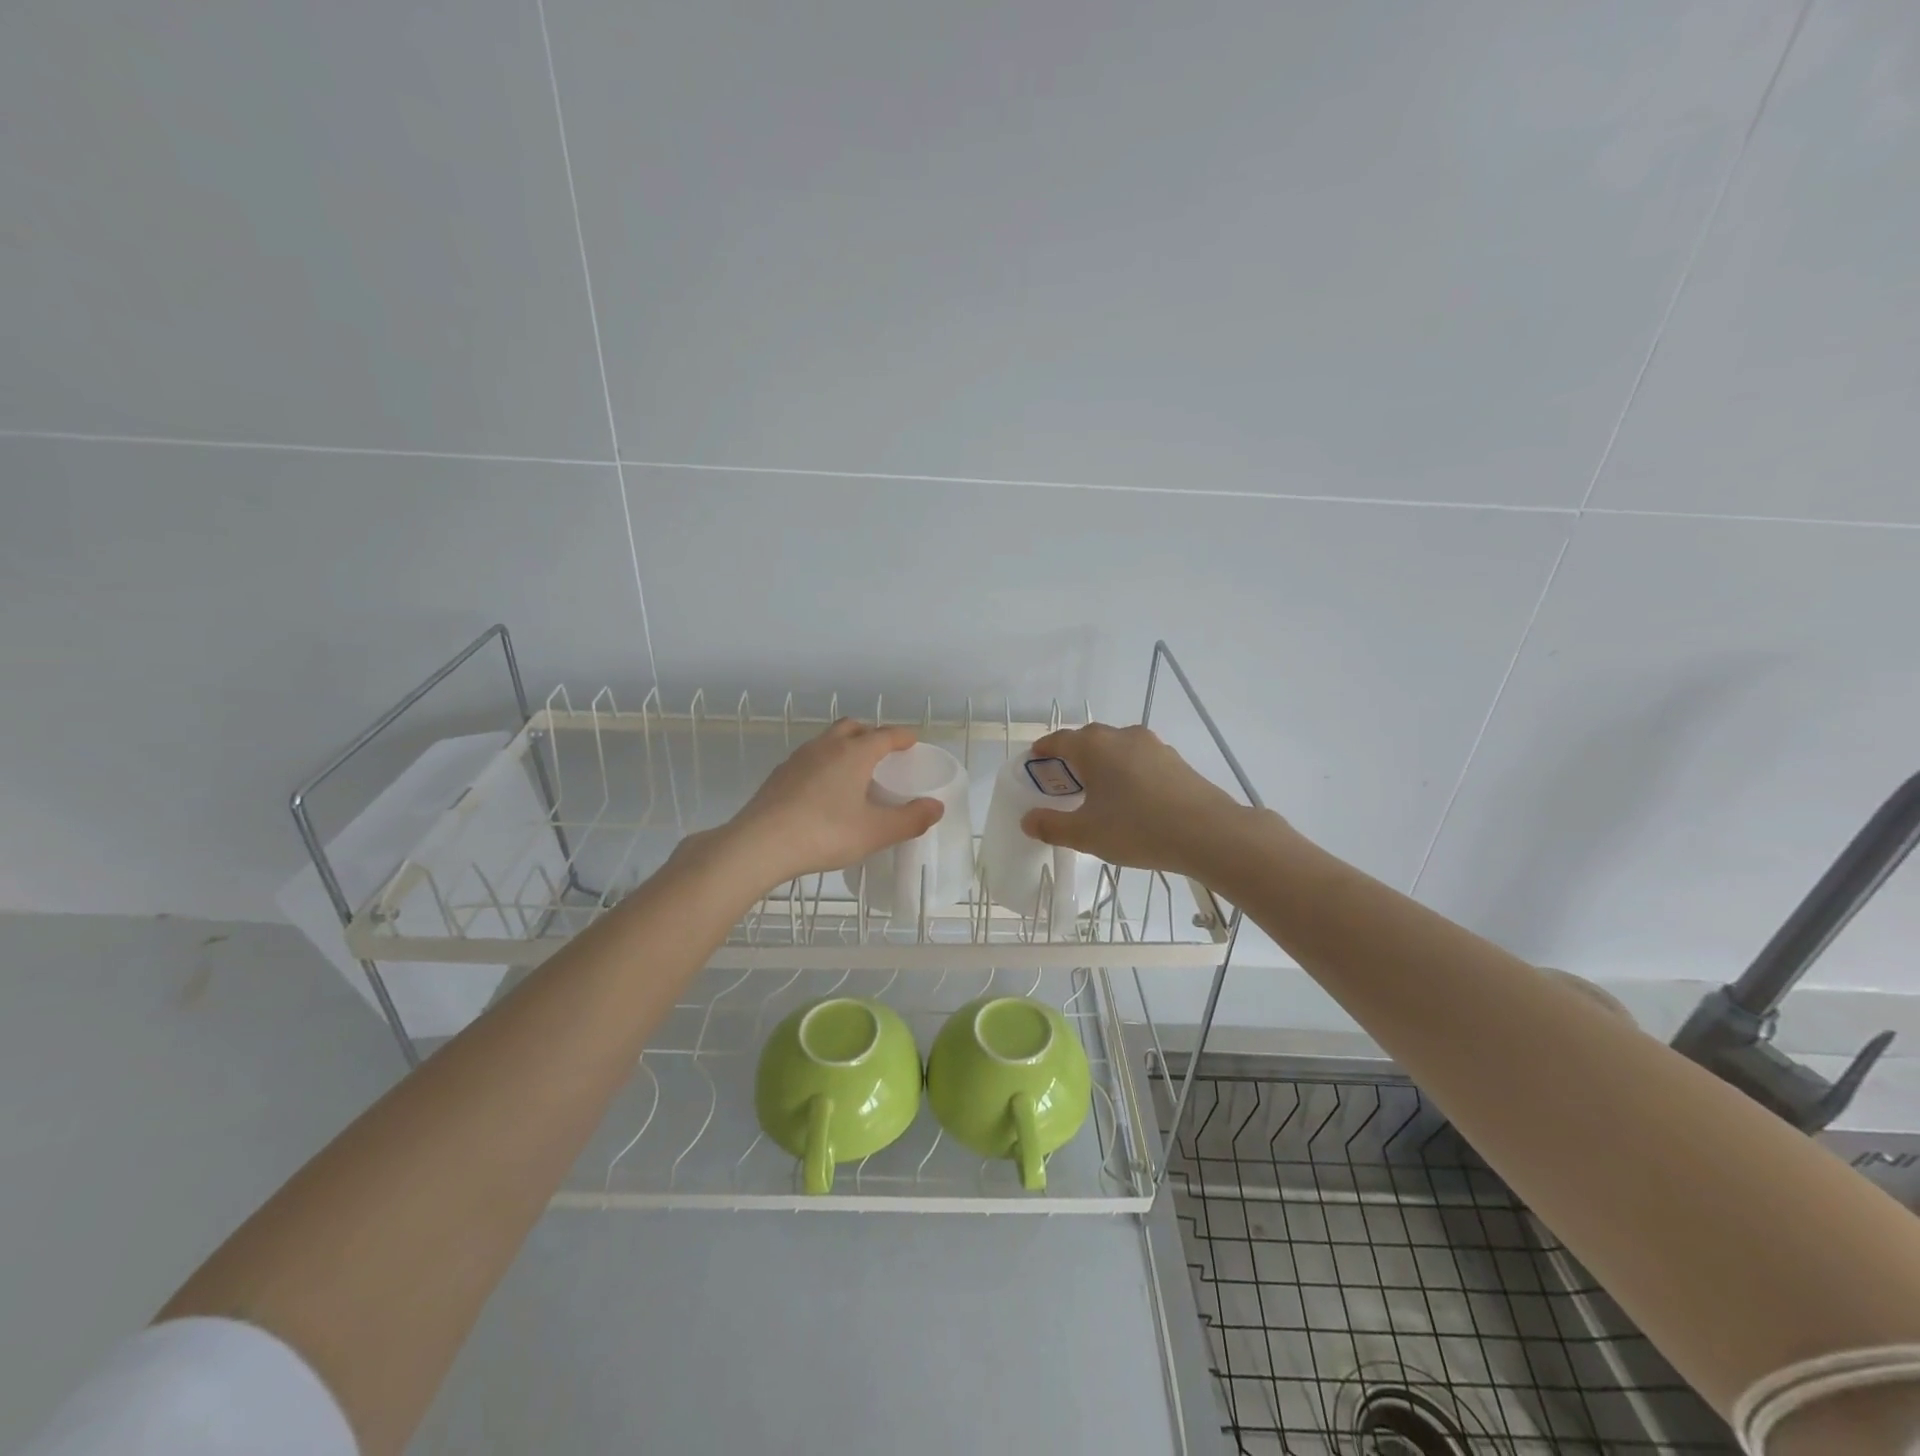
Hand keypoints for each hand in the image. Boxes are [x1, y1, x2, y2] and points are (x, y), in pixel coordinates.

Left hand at [717, 720, 942, 891]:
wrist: (760, 844)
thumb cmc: (825, 833)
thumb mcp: (875, 832)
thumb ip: (909, 819)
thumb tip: (936, 807)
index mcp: (854, 753)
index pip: (885, 735)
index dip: (902, 737)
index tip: (913, 741)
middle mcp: (827, 746)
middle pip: (853, 727)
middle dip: (871, 734)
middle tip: (884, 753)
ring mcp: (798, 758)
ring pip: (828, 740)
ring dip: (845, 747)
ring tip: (855, 771)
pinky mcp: (779, 775)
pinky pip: (810, 758)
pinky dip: (825, 764)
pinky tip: (824, 790)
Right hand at [1020, 723, 1256, 880]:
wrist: (1208, 833)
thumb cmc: (1137, 828)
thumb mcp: (1086, 834)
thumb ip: (1052, 826)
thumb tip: (1028, 820)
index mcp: (1094, 746)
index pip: (1059, 740)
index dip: (1043, 750)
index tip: (1035, 761)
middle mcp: (1122, 736)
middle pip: (1088, 741)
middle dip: (1072, 758)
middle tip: (1064, 783)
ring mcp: (1153, 745)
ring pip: (1117, 749)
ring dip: (1102, 765)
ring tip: (1098, 792)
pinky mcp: (1175, 761)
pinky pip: (1139, 760)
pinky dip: (1127, 773)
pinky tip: (1131, 799)